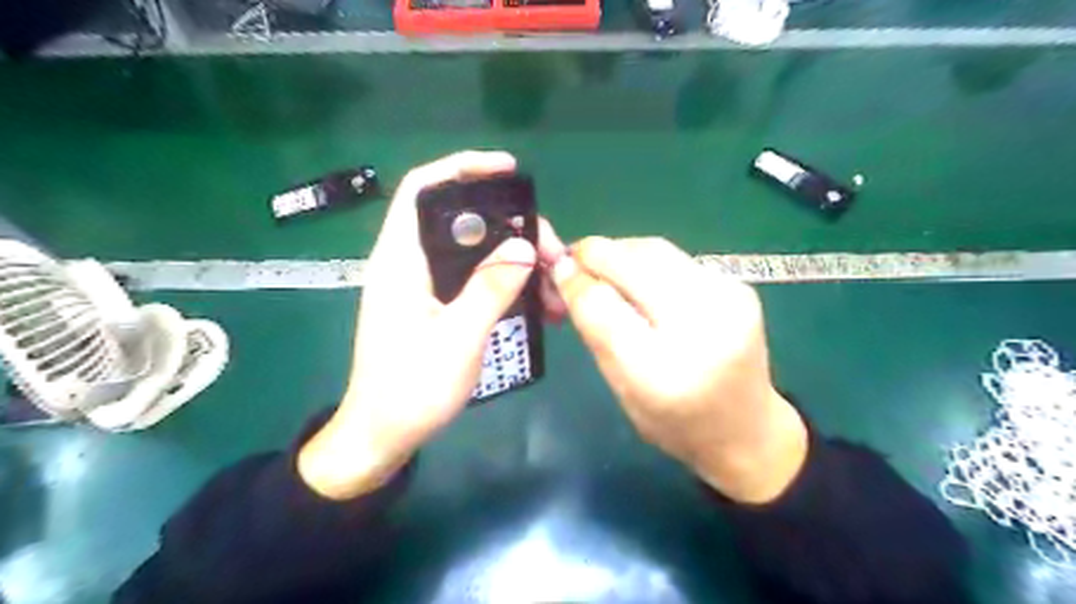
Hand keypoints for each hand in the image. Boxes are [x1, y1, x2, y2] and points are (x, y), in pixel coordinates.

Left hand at [292, 151, 564, 500]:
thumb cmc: (411, 389)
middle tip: (552, 253)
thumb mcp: (459, 338)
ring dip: (516, 261)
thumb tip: (526, 247)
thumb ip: (491, 288)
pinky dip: (507, 284)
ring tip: (554, 285)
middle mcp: (410, 263)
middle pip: (464, 222)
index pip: (424, 189)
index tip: (508, 171)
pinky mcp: (436, 306)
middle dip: (513, 229)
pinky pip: (476, 280)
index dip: (463, 168)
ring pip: (476, 253)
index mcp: (401, 260)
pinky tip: (536, 302)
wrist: (382, 435)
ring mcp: (424, 286)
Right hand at [555, 236, 805, 505]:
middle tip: (573, 256)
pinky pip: (677, 259)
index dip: (576, 281)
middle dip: (596, 253)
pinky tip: (637, 274)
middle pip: (635, 265)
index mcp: (662, 373)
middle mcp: (701, 328)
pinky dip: (647, 260)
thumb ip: (596, 332)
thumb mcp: (622, 389)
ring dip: (620, 251)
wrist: (747, 430)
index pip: (605, 308)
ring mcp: (728, 301)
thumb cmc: (674, 422)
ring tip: (600, 263)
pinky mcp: (739, 288)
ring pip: (657, 251)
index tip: (557, 269)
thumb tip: (569, 275)